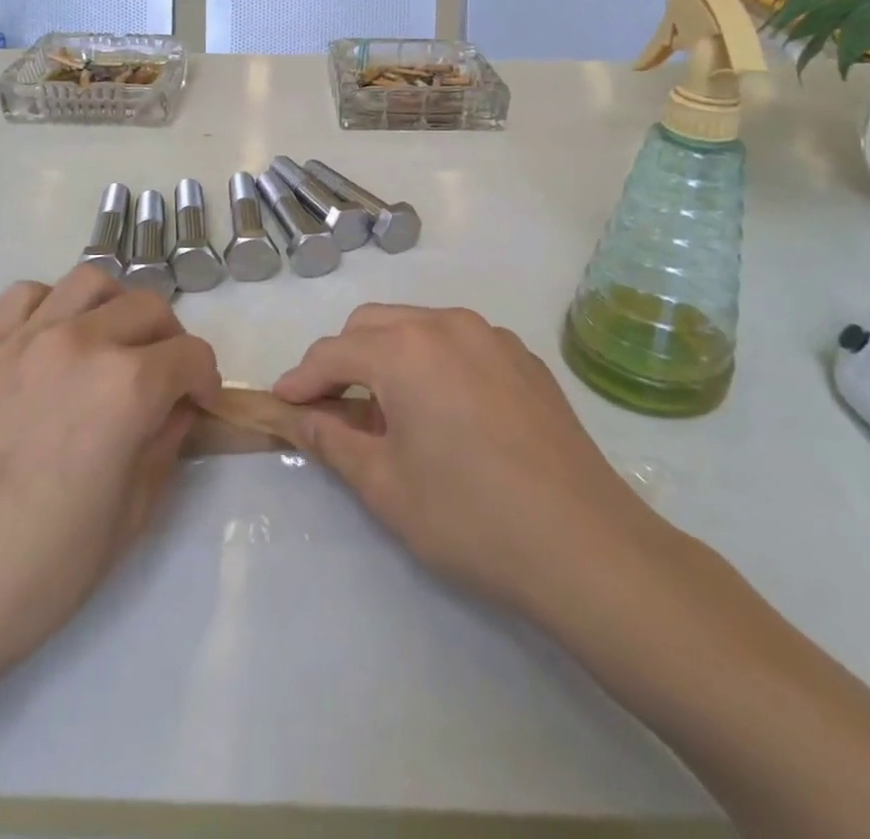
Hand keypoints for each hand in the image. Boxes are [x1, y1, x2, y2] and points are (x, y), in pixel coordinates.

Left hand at [0, 266, 219, 681]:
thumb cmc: (40, 570)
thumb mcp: (131, 517)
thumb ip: (165, 446)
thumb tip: (178, 408)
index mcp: (127, 387)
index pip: (191, 355)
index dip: (206, 380)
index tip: (199, 405)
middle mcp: (82, 343)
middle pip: (149, 307)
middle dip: (170, 341)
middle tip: (162, 380)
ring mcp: (26, 337)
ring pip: (92, 281)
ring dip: (116, 307)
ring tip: (111, 345)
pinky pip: (28, 294)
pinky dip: (53, 305)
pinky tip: (52, 342)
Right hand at [274, 304, 672, 618]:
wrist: (587, 546)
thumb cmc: (471, 518)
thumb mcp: (385, 486)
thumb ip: (331, 440)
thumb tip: (297, 417)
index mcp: (406, 350)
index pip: (333, 353)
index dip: (301, 379)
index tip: (282, 404)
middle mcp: (446, 324)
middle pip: (372, 326)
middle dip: (342, 360)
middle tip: (331, 409)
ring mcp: (491, 336)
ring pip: (417, 327)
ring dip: (388, 356)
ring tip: (388, 411)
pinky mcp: (523, 357)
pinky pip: (459, 342)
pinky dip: (433, 361)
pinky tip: (445, 411)